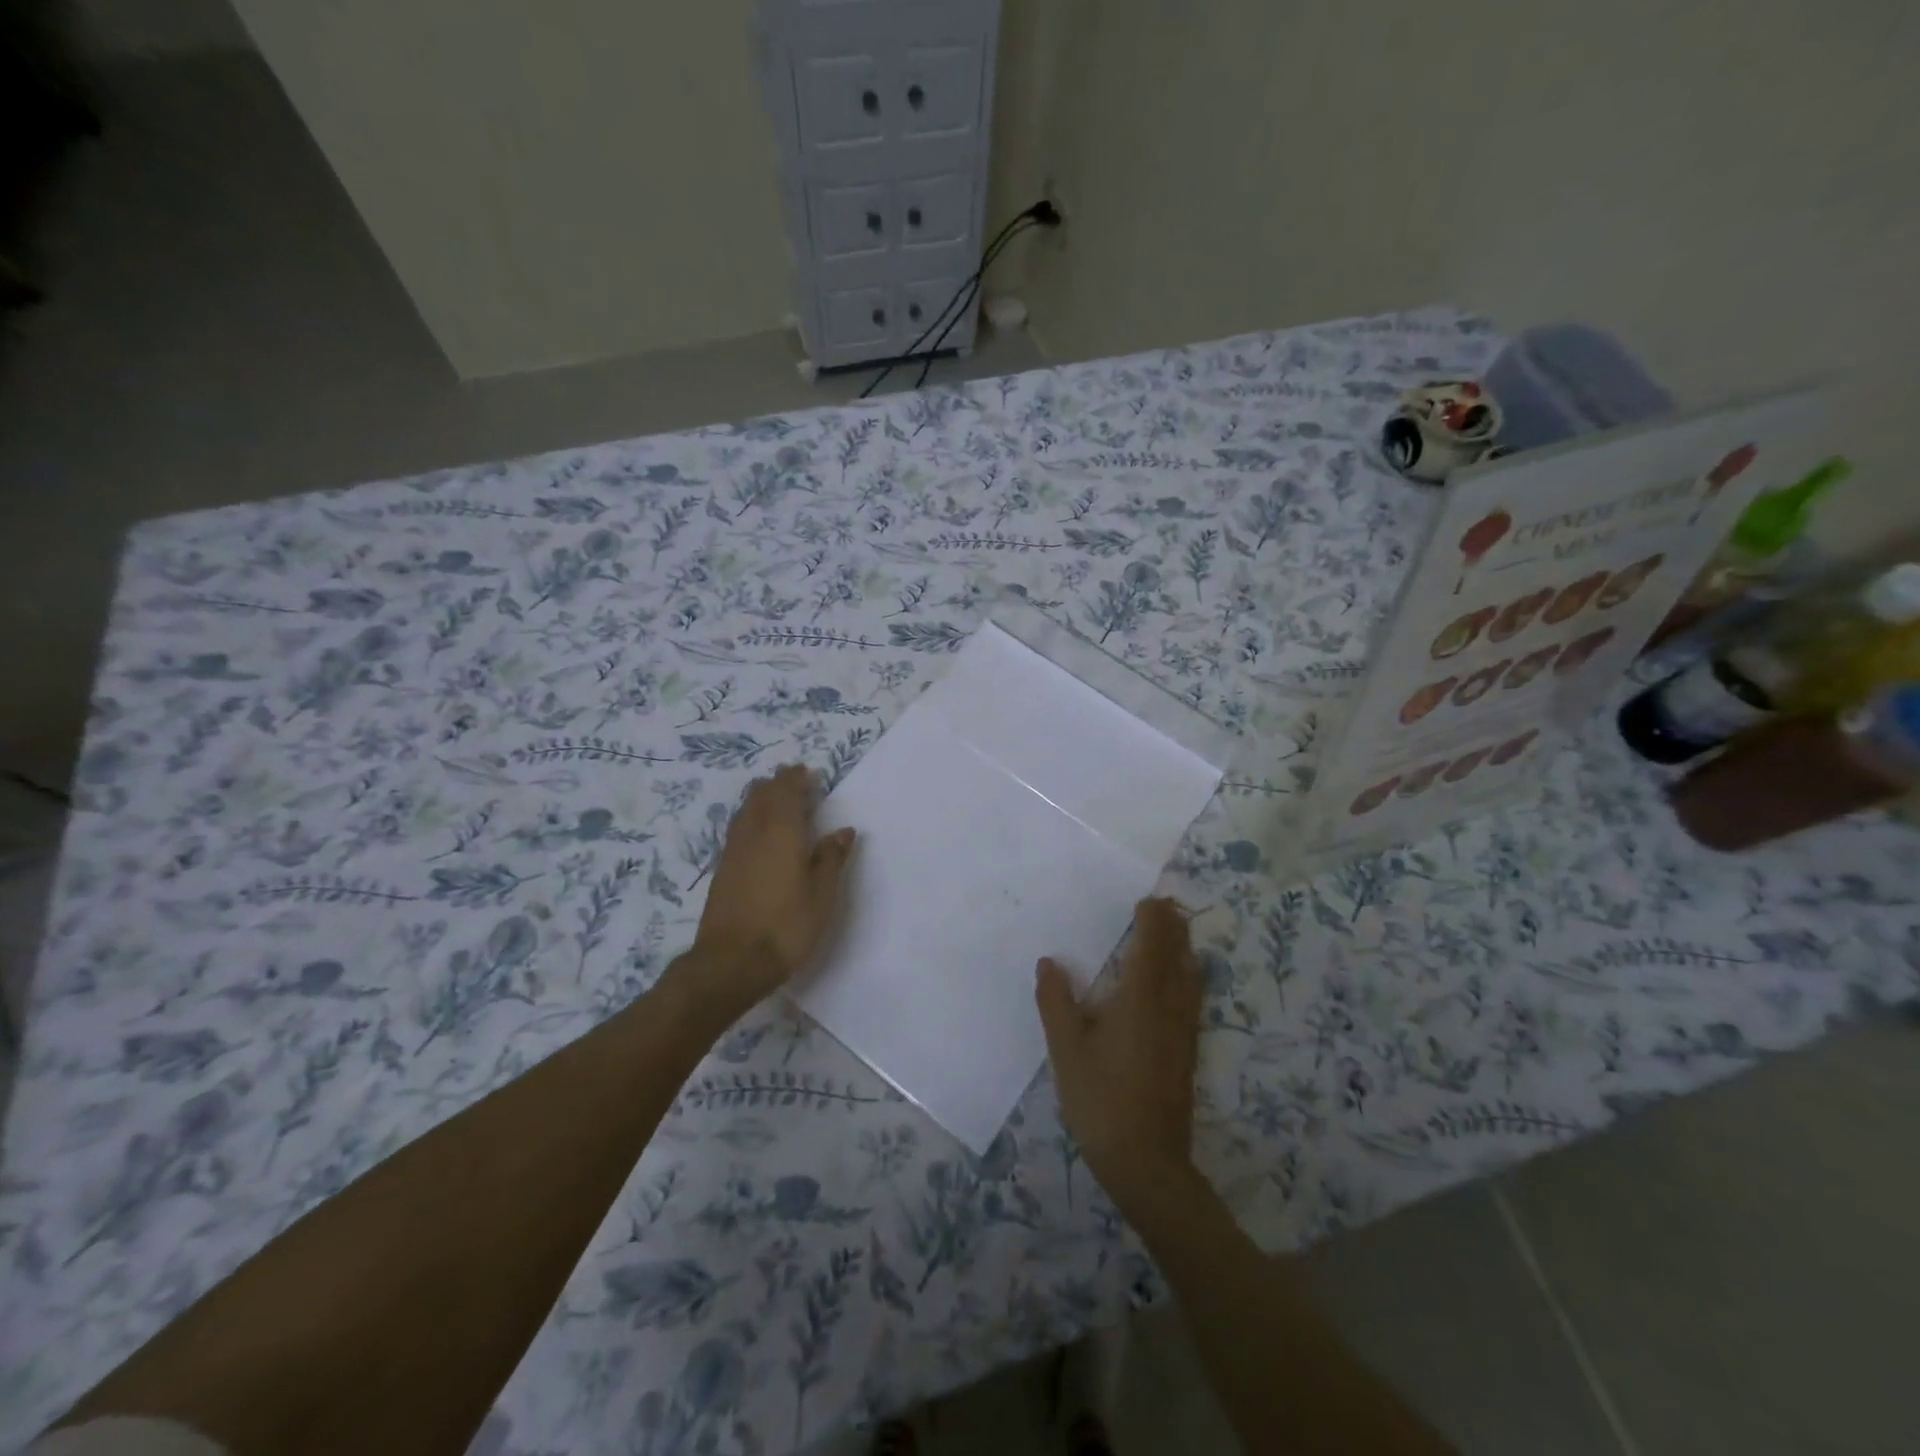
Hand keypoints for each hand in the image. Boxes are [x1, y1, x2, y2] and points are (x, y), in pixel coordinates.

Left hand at [685, 764, 856, 1015]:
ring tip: (778, 800)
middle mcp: (754, 832)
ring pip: (746, 809)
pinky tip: (760, 831)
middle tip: (795, 781)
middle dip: (778, 783)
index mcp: (782, 832)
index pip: (787, 791)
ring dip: (762, 798)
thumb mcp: (822, 894)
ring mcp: (734, 850)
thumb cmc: (787, 926)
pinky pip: (738, 827)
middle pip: (761, 794)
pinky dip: (751, 817)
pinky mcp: (723, 868)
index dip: (797, 779)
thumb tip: (843, 830)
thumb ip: (831, 857)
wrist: (732, 961)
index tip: (809, 773)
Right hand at [1037, 897, 1201, 1210]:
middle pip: (1179, 956)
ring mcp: (1184, 1031)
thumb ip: (1056, 1002)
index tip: (1148, 900)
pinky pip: (1194, 997)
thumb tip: (1049, 962)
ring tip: (1176, 932)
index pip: (1152, 947)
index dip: (1153, 920)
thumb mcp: (1066, 1051)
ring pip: (1192, 977)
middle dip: (1174, 927)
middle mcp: (1169, 1007)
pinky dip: (1189, 975)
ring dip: (1185, 949)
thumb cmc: (1100, 1100)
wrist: (1147, 1161)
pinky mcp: (1188, 1051)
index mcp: (1140, 1000)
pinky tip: (1181, 983)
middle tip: (1165, 905)